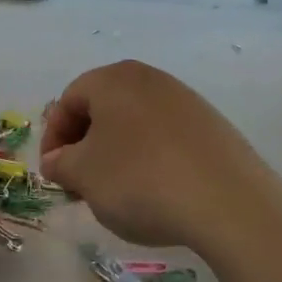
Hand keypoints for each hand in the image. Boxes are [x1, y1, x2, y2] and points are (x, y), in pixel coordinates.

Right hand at [41, 60, 269, 250]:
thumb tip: (58, 161)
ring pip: (134, 124)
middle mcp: (149, 78)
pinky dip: (150, 159)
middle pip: (102, 109)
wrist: (228, 203)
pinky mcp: (212, 126)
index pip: (68, 101)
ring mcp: (186, 100)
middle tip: (80, 183)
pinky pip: (166, 138)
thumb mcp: (83, 175)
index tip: (53, 174)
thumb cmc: (140, 180)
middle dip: (85, 146)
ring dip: (117, 153)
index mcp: (113, 79)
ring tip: (117, 192)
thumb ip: (60, 164)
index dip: (53, 139)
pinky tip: (156, 191)